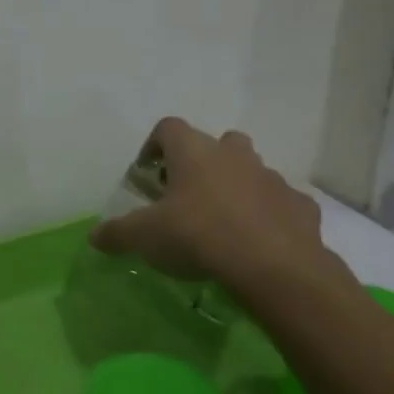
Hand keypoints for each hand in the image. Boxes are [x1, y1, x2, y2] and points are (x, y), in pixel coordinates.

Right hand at [89, 118, 343, 300]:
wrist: (273, 266)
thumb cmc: (198, 236)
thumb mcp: (144, 237)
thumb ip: (117, 233)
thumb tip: (94, 236)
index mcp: (194, 152)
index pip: (168, 127)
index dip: (154, 145)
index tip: (148, 172)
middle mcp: (234, 155)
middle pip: (218, 142)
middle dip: (203, 162)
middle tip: (188, 194)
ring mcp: (271, 178)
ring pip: (252, 170)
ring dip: (236, 187)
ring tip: (222, 222)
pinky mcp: (300, 206)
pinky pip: (280, 203)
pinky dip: (268, 215)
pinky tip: (257, 241)